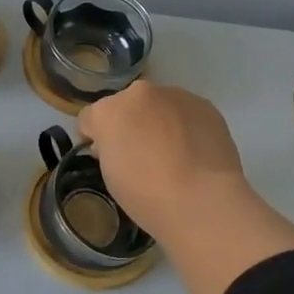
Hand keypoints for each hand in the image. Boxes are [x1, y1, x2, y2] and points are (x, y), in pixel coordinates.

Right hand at [77, 81, 247, 234]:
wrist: (203, 199)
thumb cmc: (146, 195)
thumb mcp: (110, 176)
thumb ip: (109, 150)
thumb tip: (119, 145)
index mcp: (108, 111)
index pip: (90, 118)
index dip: (94, 137)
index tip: (102, 156)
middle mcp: (139, 93)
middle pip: (126, 106)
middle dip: (128, 124)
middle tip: (140, 155)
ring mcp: (174, 95)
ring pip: (158, 106)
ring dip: (158, 122)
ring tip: (172, 154)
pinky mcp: (204, 105)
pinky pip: (185, 113)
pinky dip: (185, 127)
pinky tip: (194, 152)